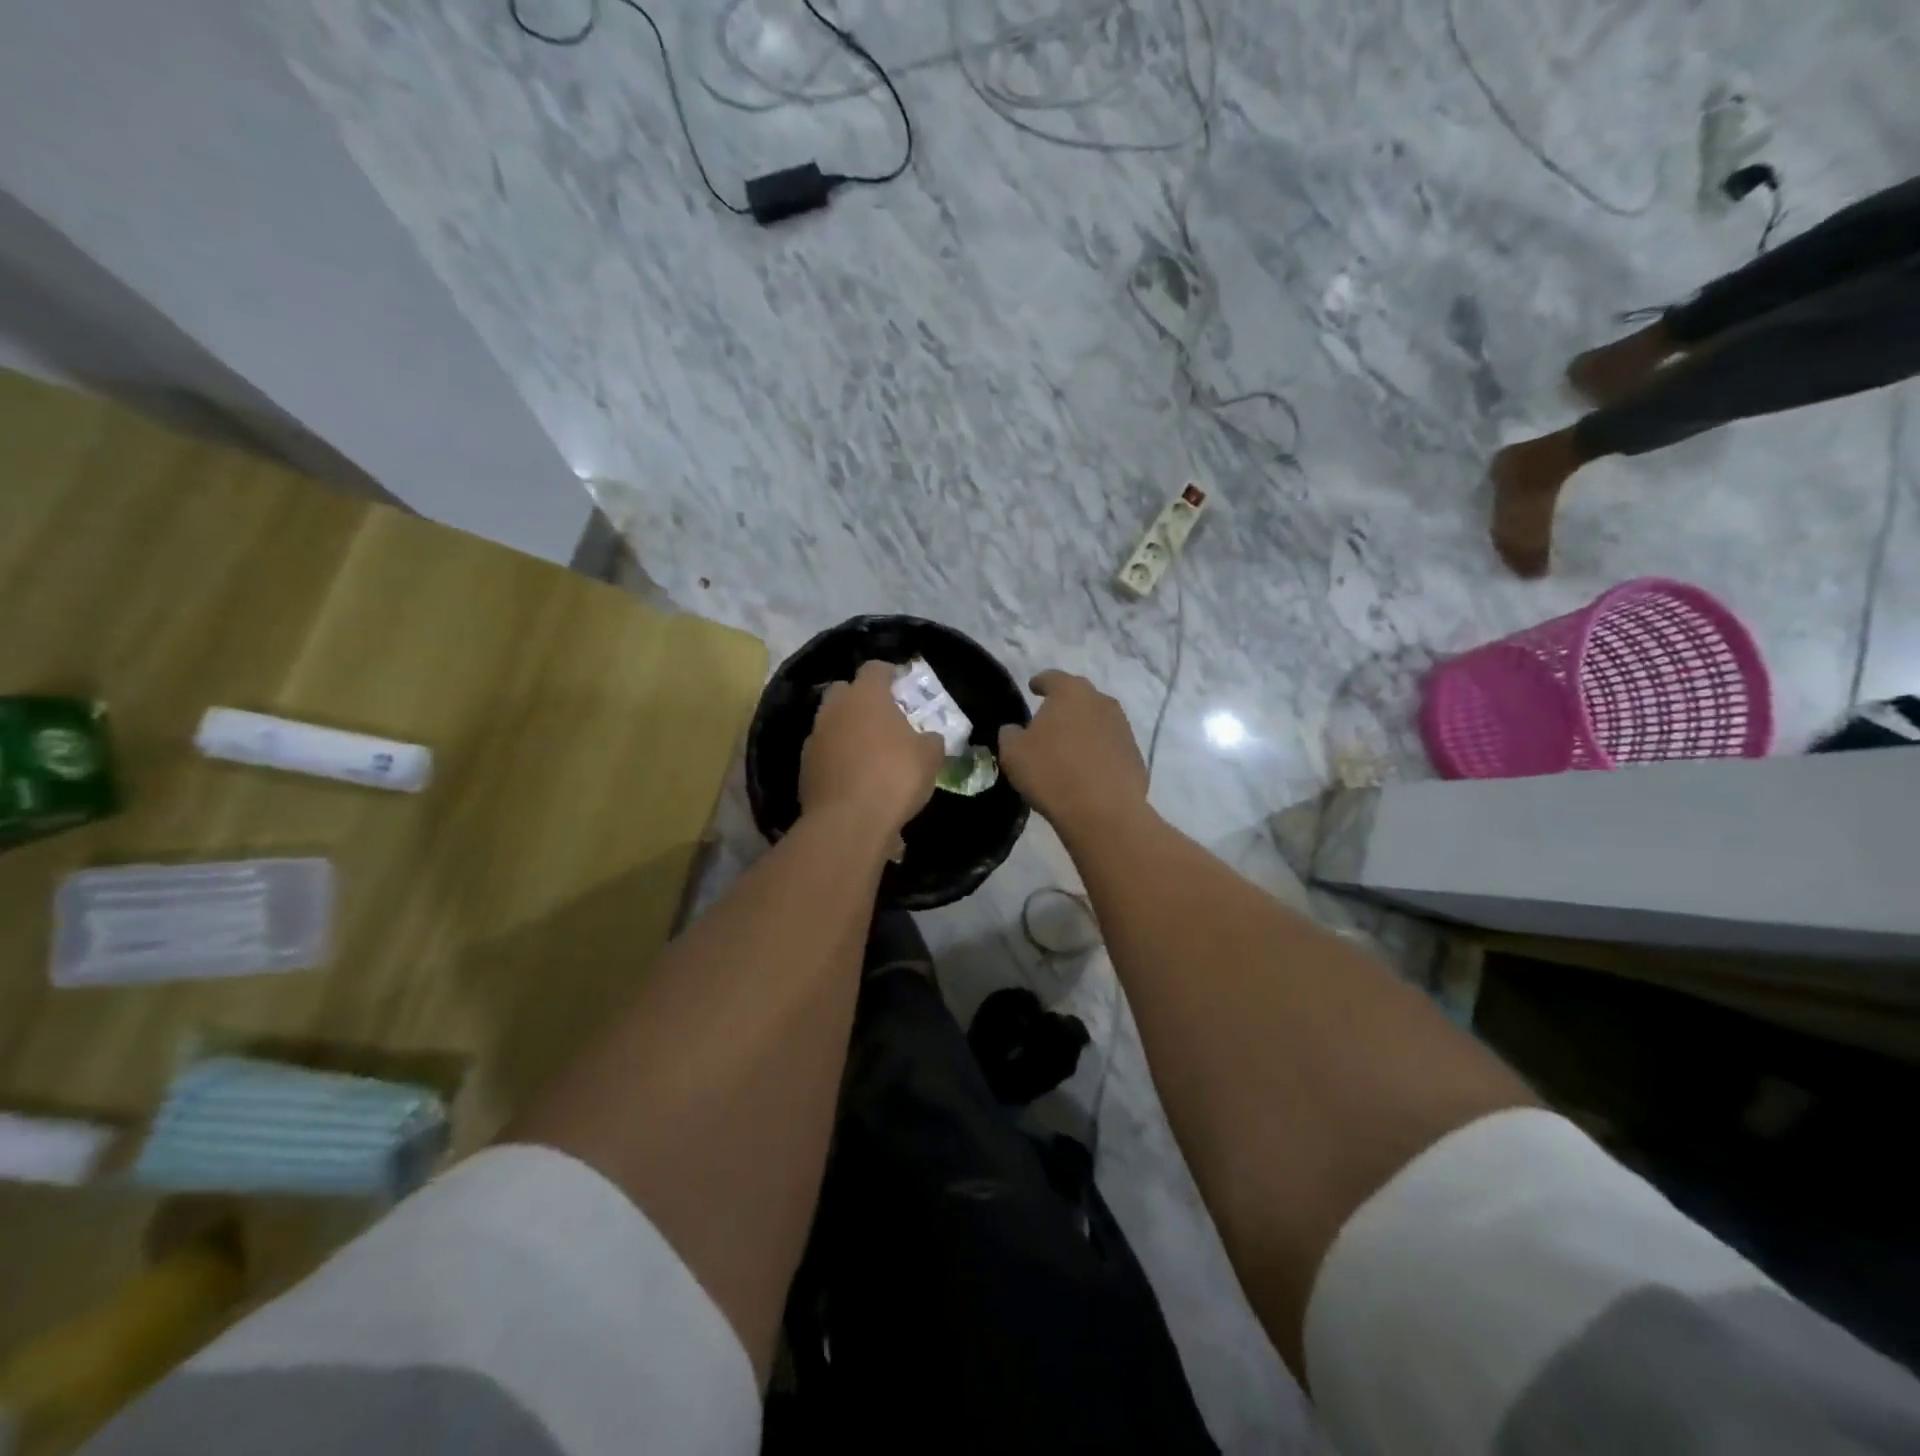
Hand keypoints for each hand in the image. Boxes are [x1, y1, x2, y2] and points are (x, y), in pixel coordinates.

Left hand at [800, 660, 943, 834]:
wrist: (848, 822)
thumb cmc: (894, 777)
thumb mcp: (929, 757)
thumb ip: (930, 740)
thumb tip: (930, 739)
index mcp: (866, 696)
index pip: (875, 668)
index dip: (889, 675)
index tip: (901, 686)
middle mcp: (834, 709)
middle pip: (844, 691)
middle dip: (860, 699)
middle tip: (882, 718)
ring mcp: (814, 738)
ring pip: (830, 723)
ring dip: (846, 731)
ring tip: (868, 753)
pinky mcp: (804, 768)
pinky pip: (824, 754)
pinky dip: (836, 759)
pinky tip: (853, 779)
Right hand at [997, 670, 1148, 835]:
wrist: (1103, 811)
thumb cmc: (1051, 772)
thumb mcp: (1013, 753)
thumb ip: (1010, 734)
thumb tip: (1015, 730)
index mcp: (1070, 692)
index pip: (1052, 678)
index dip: (1040, 682)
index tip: (1033, 688)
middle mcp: (1101, 702)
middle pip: (1079, 697)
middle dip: (1064, 706)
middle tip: (1049, 721)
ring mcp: (1123, 728)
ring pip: (1097, 721)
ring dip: (1083, 730)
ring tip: (1068, 749)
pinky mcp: (1135, 755)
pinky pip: (1110, 747)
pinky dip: (1098, 753)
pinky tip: (1087, 772)